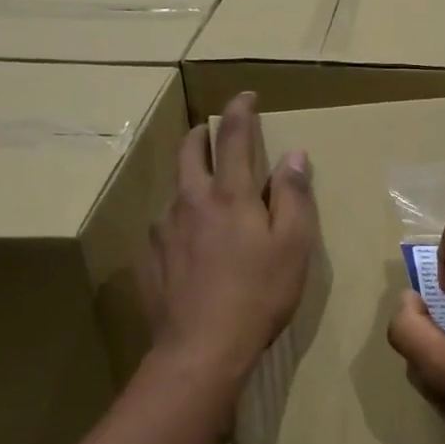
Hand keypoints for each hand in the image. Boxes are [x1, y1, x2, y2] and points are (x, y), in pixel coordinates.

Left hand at [142, 93, 317, 385]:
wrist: (201, 348)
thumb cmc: (259, 295)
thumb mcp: (293, 246)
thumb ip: (294, 197)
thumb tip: (295, 155)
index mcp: (230, 195)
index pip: (234, 137)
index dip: (240, 111)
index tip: (245, 95)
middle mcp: (190, 201)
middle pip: (190, 151)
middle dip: (202, 133)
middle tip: (212, 129)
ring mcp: (163, 229)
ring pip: (175, 189)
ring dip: (189, 179)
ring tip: (204, 194)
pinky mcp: (149, 257)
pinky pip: (165, 226)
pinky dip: (179, 219)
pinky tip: (189, 243)